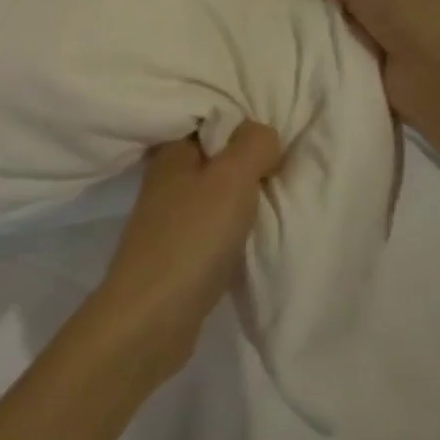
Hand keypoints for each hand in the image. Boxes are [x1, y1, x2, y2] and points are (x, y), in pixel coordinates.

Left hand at [87, 123, 281, 380]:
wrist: (152, 317)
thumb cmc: (192, 237)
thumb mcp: (231, 178)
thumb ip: (253, 145)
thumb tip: (262, 132)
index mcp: (172, 153)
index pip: (209, 122)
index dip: (243, 125)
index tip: (278, 136)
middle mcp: (166, 180)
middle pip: (215, 159)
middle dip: (248, 163)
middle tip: (286, 168)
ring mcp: (168, 219)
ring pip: (215, 196)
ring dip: (243, 200)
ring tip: (278, 201)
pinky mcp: (177, 254)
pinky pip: (214, 229)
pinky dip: (235, 230)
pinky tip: (255, 236)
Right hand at [279, 0, 439, 130]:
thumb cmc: (410, 13)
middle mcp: (406, 7)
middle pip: (350, 2)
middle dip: (320, 7)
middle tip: (280, 12)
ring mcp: (397, 43)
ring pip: (346, 34)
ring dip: (321, 37)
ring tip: (280, 37)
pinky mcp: (386, 75)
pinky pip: (347, 63)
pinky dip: (329, 63)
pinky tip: (300, 63)